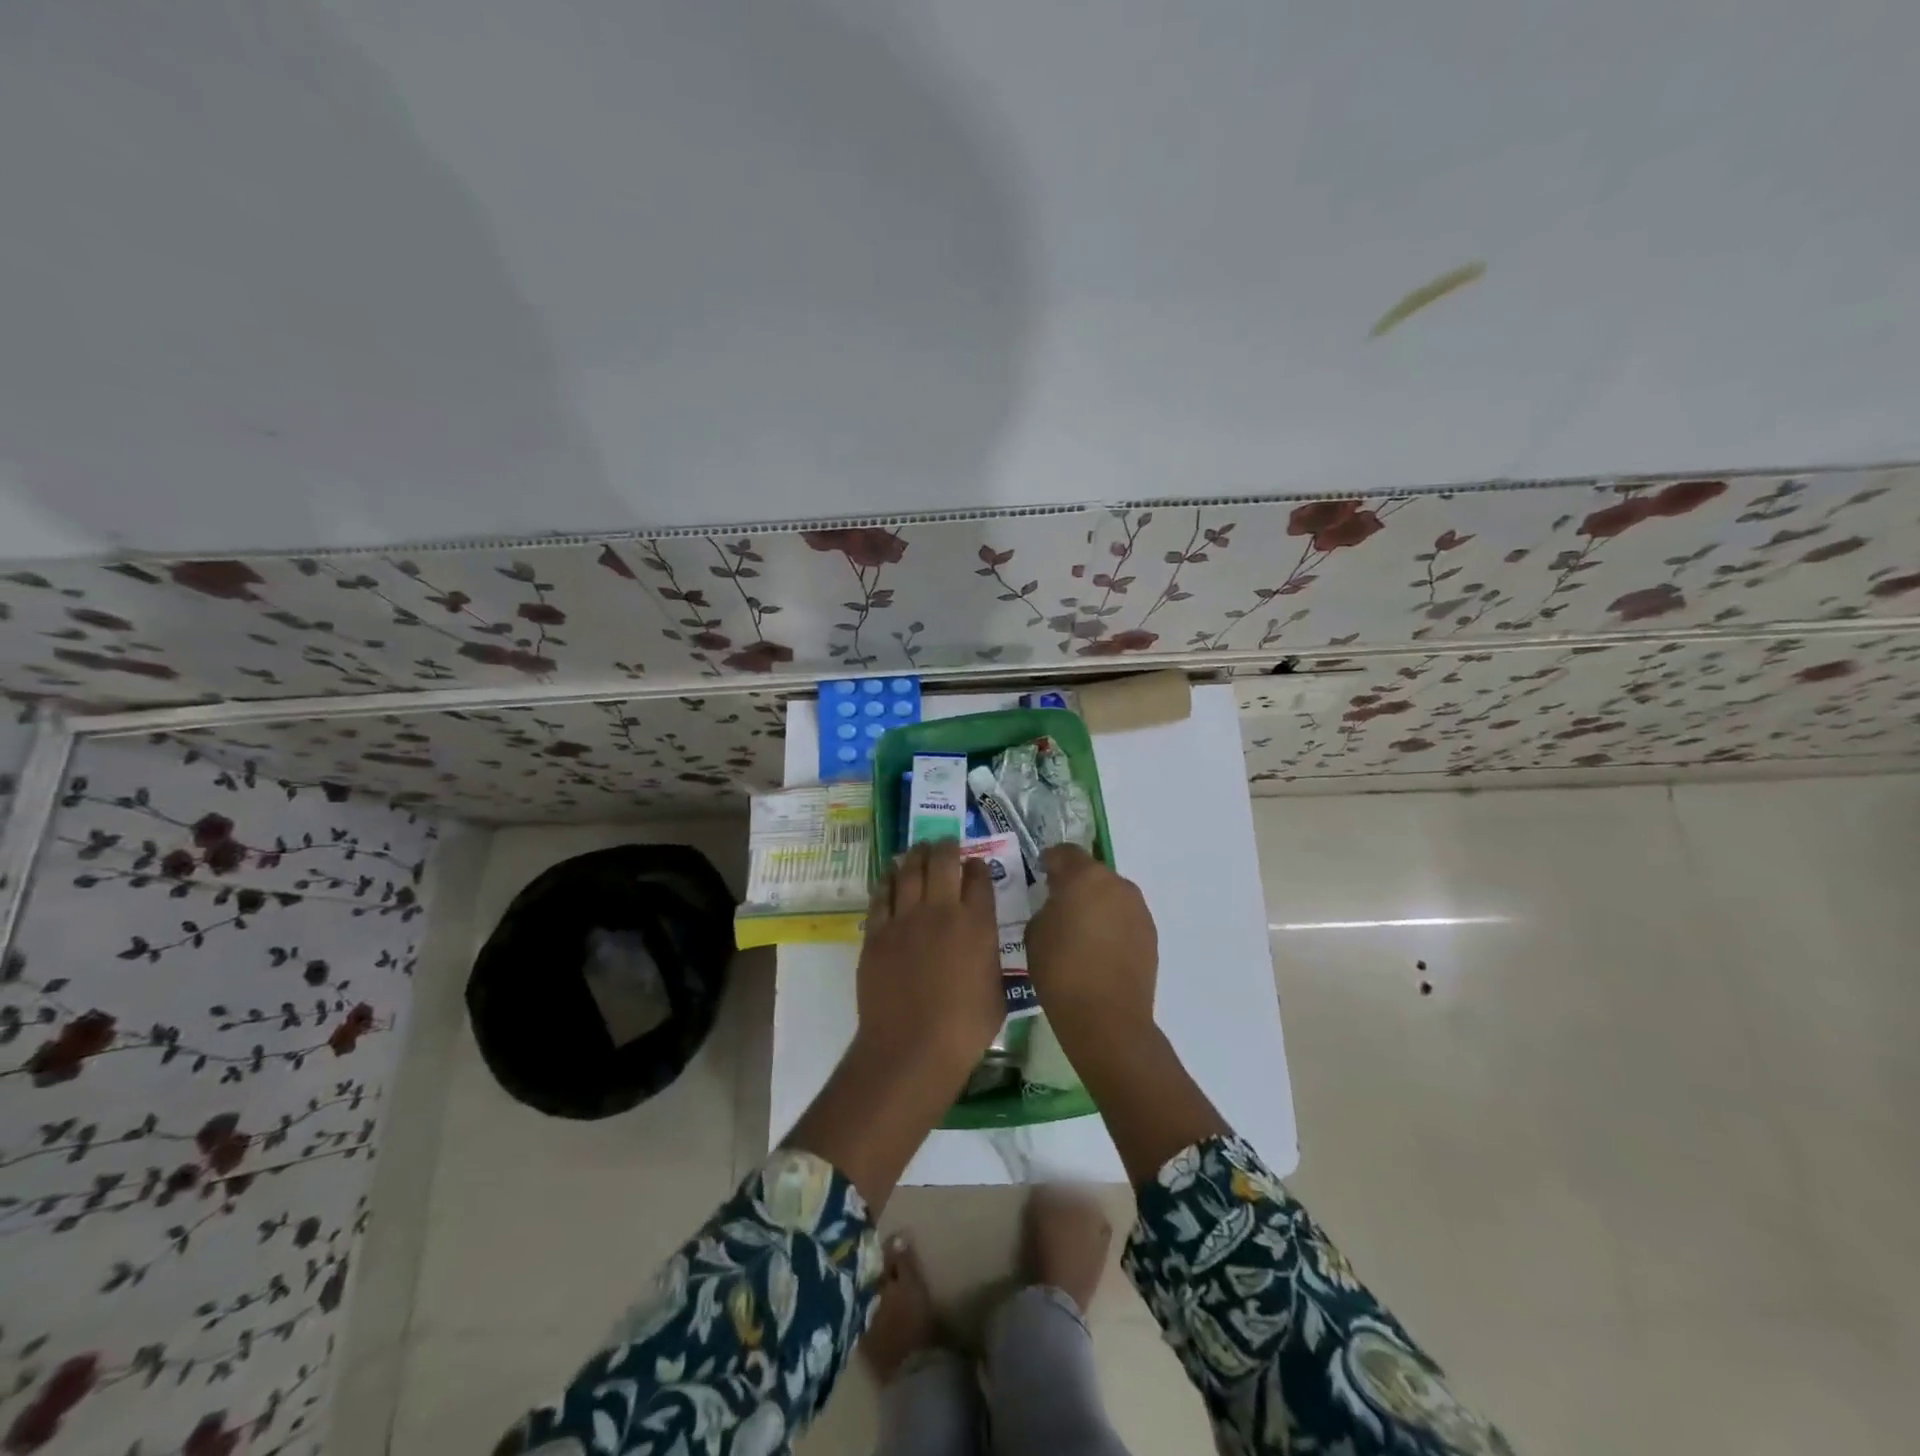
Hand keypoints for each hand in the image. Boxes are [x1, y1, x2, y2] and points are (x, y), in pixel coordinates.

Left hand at [785, 842, 1002, 1208]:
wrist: (910, 1048)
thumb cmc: (963, 1029)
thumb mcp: (996, 991)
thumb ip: (990, 958)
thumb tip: (983, 944)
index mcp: (976, 924)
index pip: (978, 878)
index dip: (977, 867)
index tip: (975, 866)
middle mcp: (941, 911)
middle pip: (943, 862)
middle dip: (947, 847)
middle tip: (946, 844)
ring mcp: (905, 919)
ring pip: (909, 870)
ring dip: (916, 855)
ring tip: (919, 850)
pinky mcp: (877, 932)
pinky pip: (881, 895)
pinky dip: (888, 879)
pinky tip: (891, 874)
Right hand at [1027, 846, 1226, 1186]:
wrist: (1107, 1019)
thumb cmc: (1061, 971)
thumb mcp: (1034, 933)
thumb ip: (1046, 907)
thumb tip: (1057, 905)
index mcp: (1084, 876)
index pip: (1064, 852)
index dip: (1050, 861)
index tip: (1040, 875)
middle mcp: (1116, 884)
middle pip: (1091, 872)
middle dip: (1075, 883)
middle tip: (1058, 906)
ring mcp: (1138, 909)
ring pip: (1110, 895)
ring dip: (1096, 904)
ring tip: (1080, 931)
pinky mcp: (1150, 934)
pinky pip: (1124, 917)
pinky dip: (1111, 925)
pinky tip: (1099, 950)